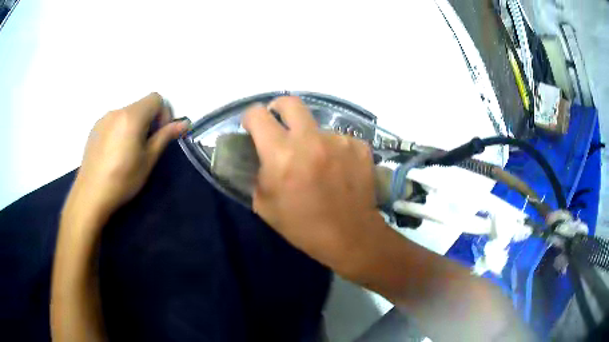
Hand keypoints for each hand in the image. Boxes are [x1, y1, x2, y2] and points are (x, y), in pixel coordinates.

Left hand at [72, 93, 188, 217]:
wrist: (90, 195)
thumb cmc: (122, 179)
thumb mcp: (148, 160)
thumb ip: (165, 137)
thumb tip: (184, 123)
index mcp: (132, 116)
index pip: (156, 98)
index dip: (163, 113)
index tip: (159, 135)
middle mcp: (117, 111)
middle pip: (141, 105)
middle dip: (149, 120)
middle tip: (145, 147)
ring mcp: (103, 119)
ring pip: (127, 113)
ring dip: (134, 125)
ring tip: (128, 152)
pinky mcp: (94, 128)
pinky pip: (114, 121)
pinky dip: (120, 129)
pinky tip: (114, 153)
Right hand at [242, 96, 388, 275]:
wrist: (350, 236)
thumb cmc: (302, 226)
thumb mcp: (265, 205)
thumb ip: (258, 172)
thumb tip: (261, 154)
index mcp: (281, 154)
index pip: (257, 115)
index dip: (251, 118)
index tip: (253, 128)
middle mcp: (310, 139)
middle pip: (290, 102)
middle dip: (279, 109)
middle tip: (280, 125)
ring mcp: (339, 140)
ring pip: (317, 126)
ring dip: (311, 138)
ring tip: (318, 163)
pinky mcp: (359, 146)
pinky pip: (339, 139)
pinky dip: (334, 150)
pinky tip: (339, 170)